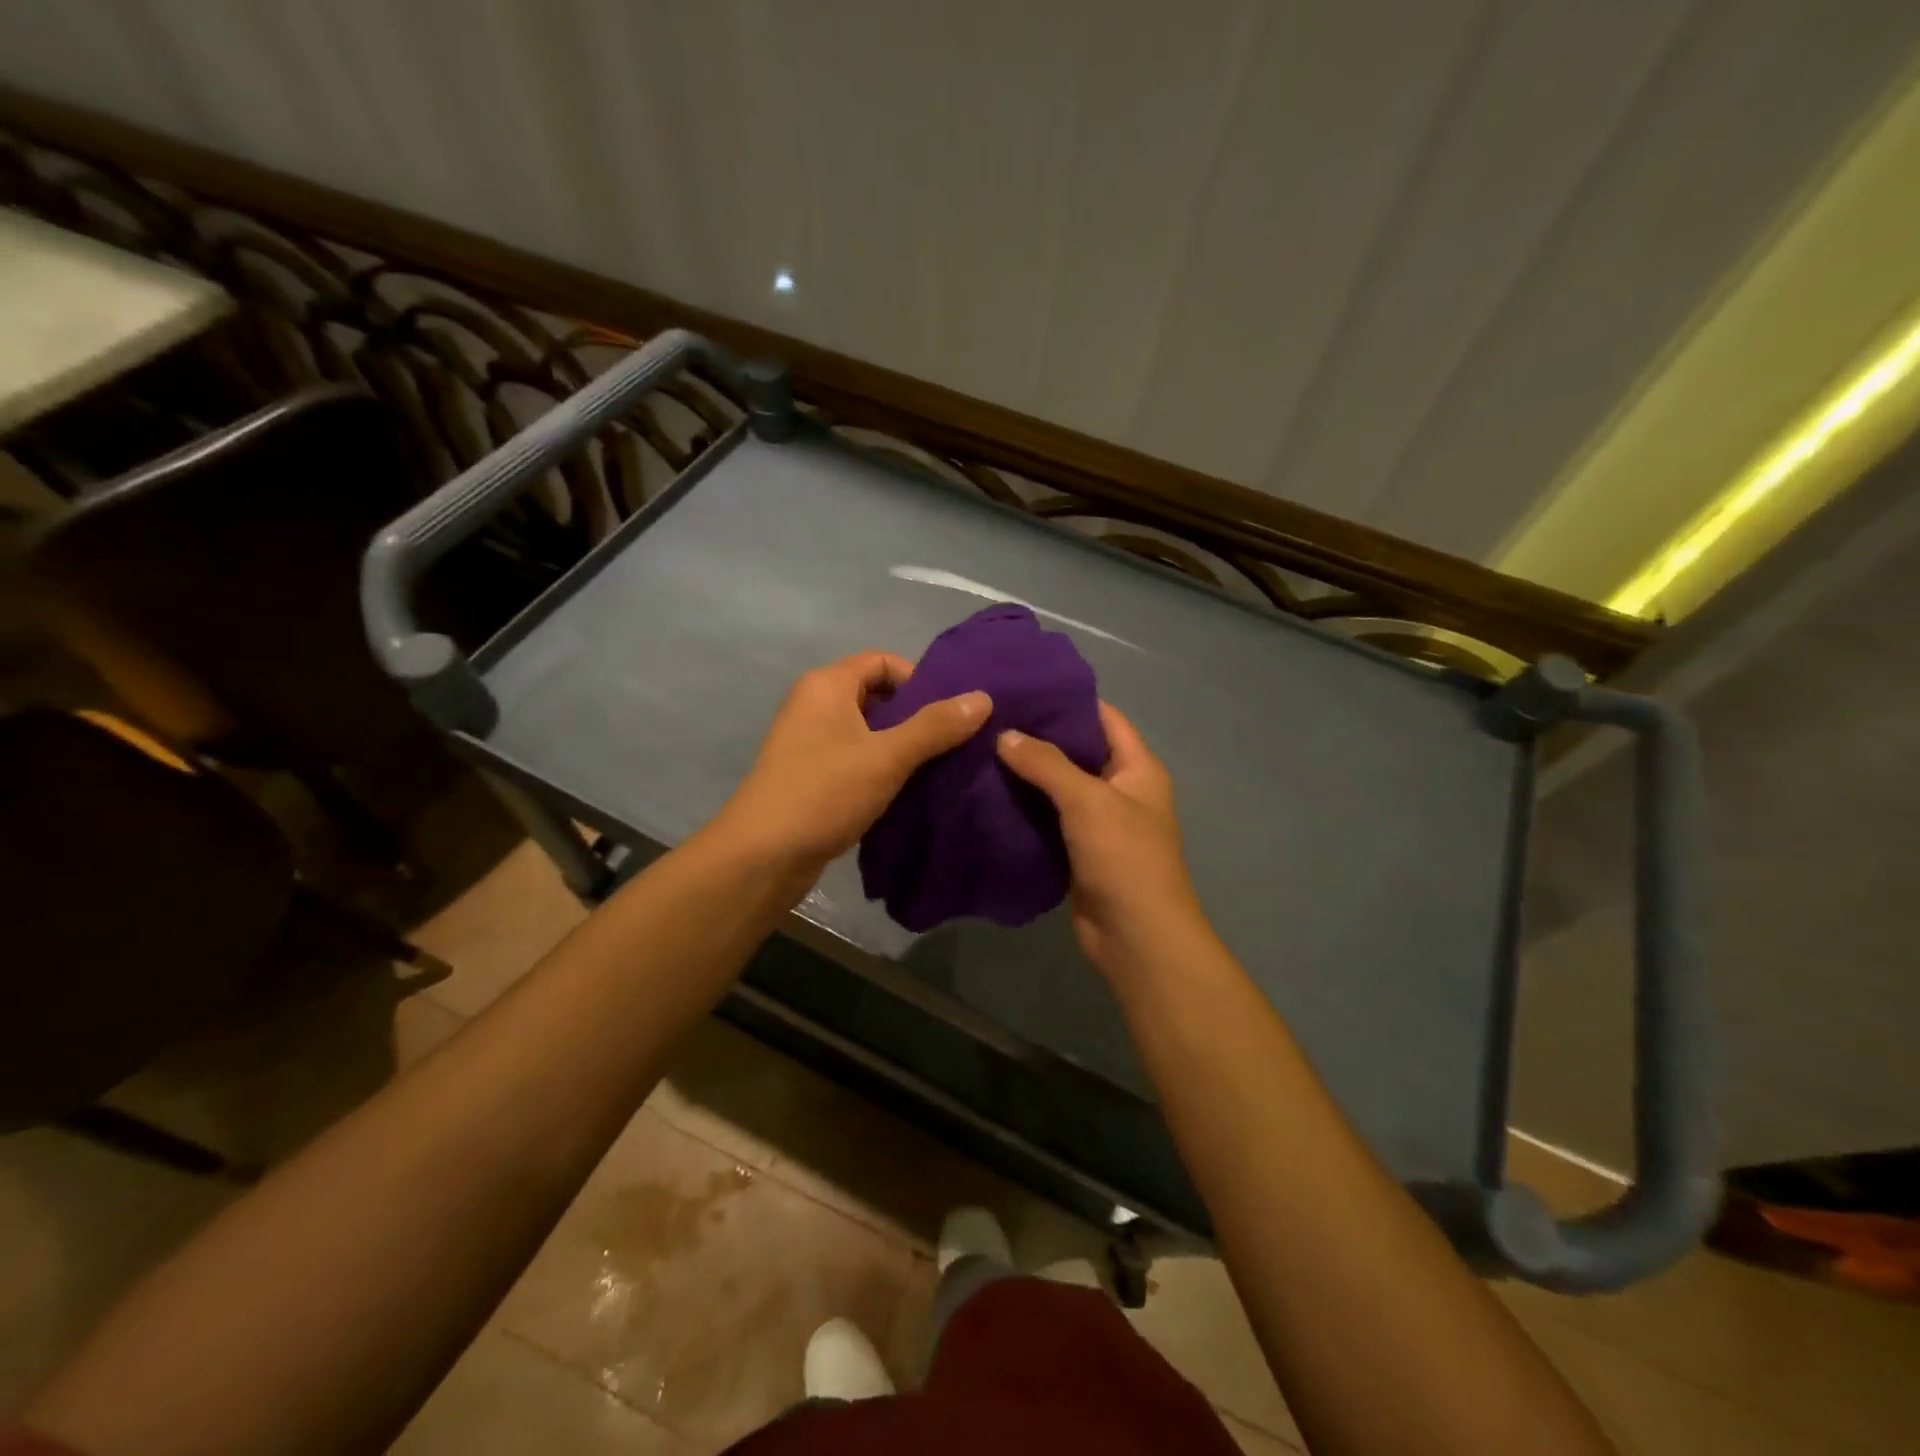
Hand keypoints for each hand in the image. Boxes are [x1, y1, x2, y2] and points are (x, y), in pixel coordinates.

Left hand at [711, 651, 990, 886]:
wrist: (762, 857)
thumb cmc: (823, 793)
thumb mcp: (887, 757)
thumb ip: (936, 726)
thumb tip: (983, 698)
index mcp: (826, 685)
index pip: (882, 661)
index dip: (918, 681)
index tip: (947, 714)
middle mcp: (814, 705)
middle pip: (876, 695)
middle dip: (915, 716)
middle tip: (951, 744)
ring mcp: (809, 742)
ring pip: (867, 731)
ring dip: (901, 746)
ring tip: (936, 769)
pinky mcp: (811, 776)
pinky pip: (855, 758)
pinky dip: (881, 768)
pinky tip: (906, 791)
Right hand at [996, 702, 1204, 976]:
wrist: (1136, 937)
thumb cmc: (1124, 857)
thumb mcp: (1087, 800)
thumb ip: (1046, 764)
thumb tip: (1005, 734)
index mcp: (1137, 768)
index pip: (1103, 718)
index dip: (1068, 700)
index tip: (1023, 687)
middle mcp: (1120, 789)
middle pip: (1077, 751)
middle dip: (1038, 737)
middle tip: (990, 718)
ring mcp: (1098, 823)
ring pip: (1058, 788)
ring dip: (1026, 774)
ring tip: (979, 749)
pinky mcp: (1077, 851)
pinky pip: (1047, 820)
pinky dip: (1023, 808)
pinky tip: (988, 794)